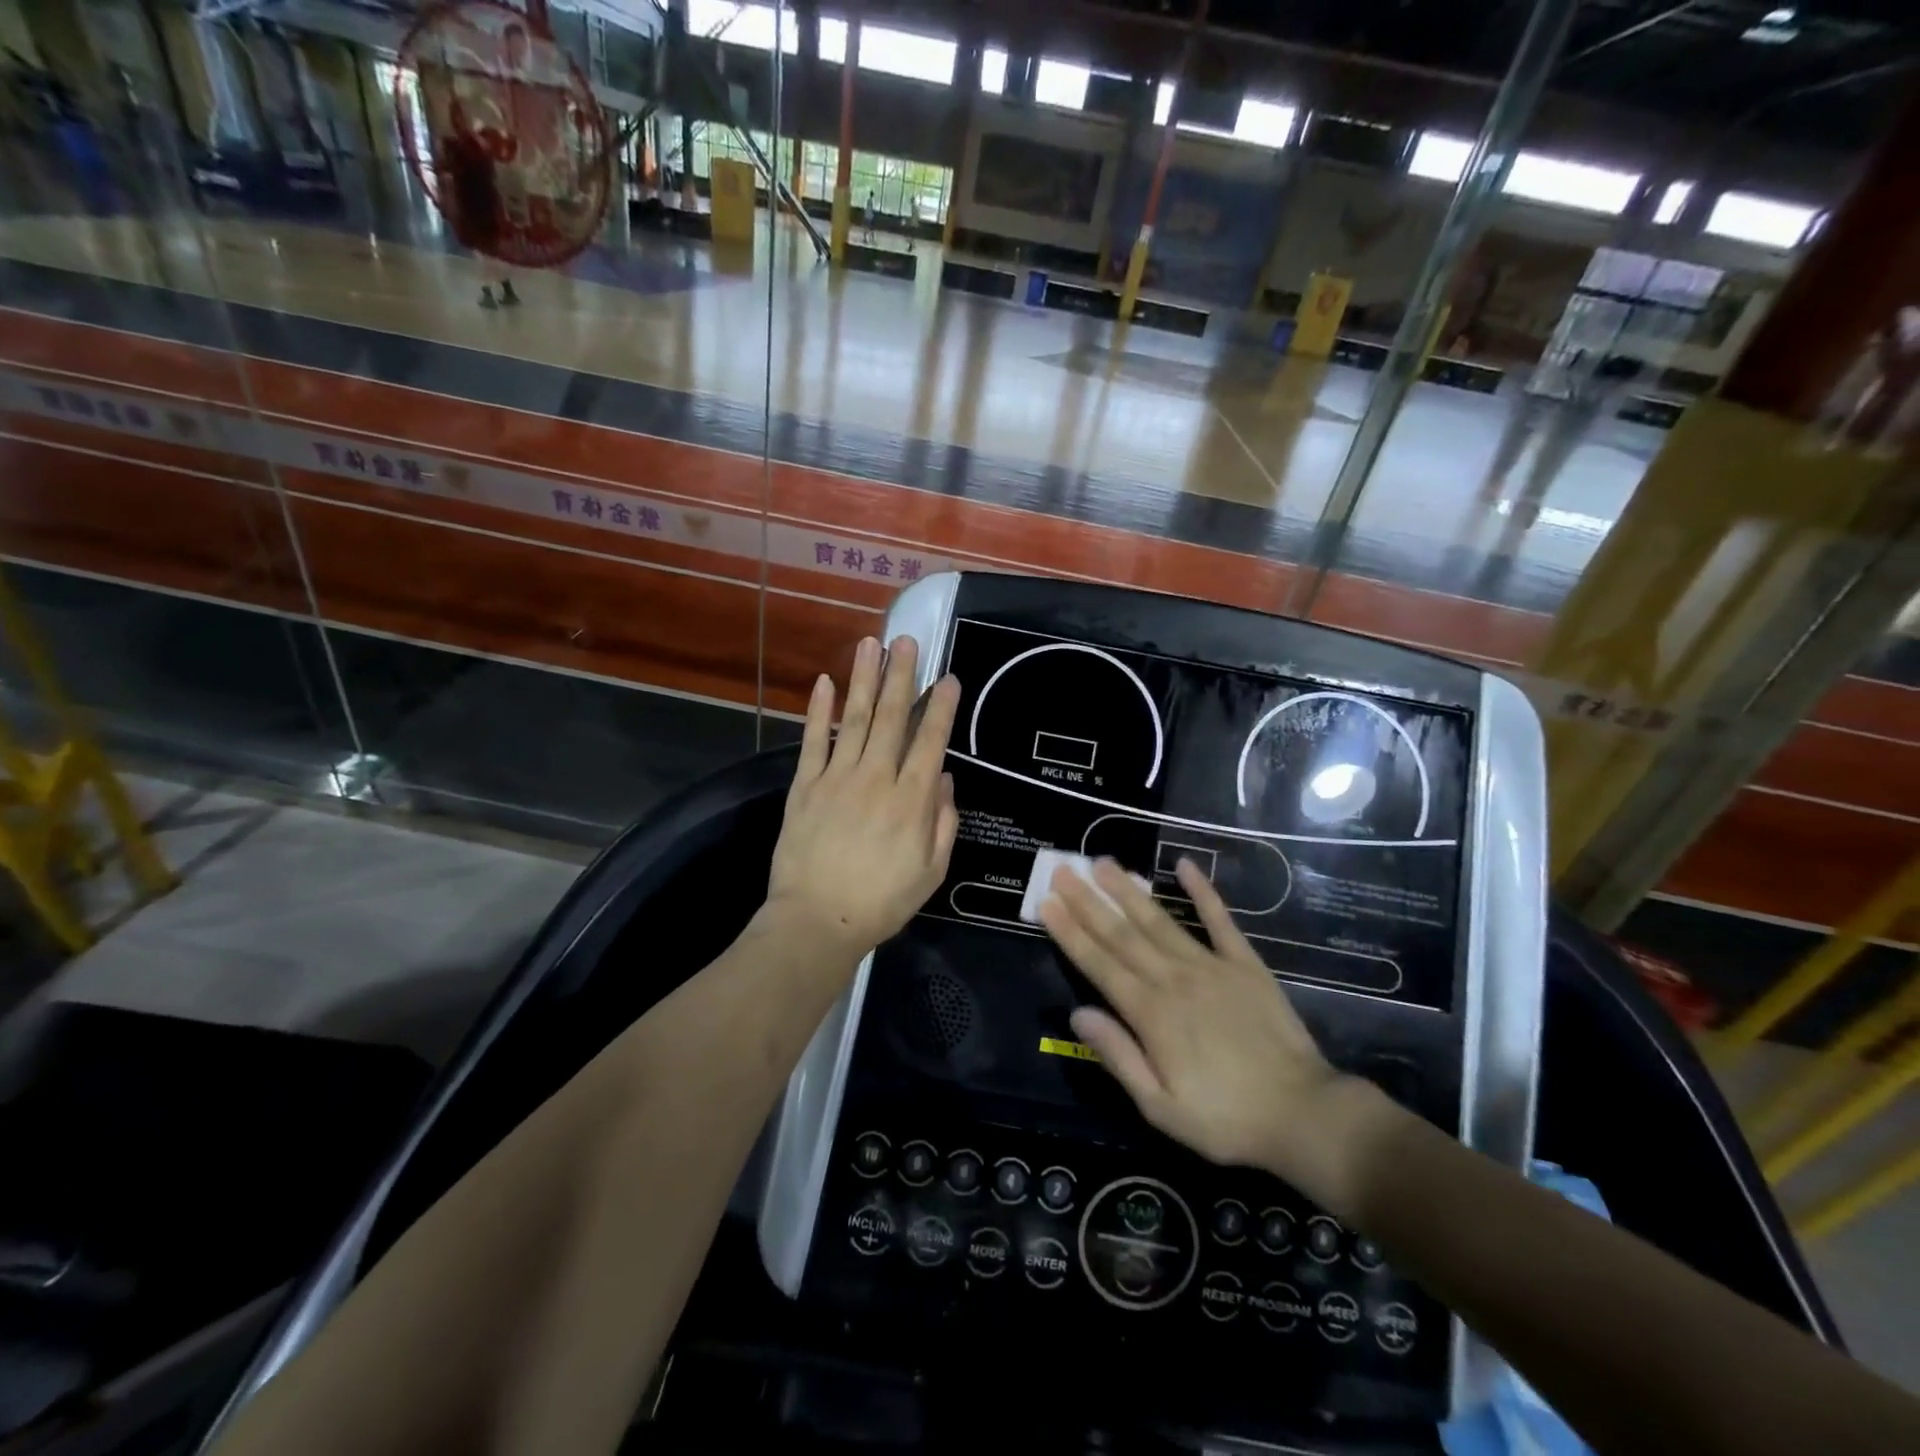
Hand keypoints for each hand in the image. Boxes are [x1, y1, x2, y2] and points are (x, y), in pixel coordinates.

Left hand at [766, 635, 959, 963]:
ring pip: (855, 719)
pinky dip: (818, 711)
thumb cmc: (881, 901)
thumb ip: (943, 823)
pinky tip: (823, 683)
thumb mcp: (931, 871)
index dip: (941, 708)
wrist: (817, 921)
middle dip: (902, 676)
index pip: (930, 742)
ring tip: (870, 643)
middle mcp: (876, 778)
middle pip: (893, 718)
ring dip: (864, 679)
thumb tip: (944, 779)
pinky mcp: (805, 786)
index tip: (949, 678)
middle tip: (907, 640)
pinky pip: (813, 741)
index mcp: (911, 800)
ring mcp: (837, 778)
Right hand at [1038, 858, 1379, 1207]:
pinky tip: (1185, 865)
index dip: (1070, 932)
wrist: (1302, 1113)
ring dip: (1129, 891)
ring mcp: (1210, 966)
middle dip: (1089, 901)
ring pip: (1160, 920)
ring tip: (1104, 863)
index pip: (1099, 964)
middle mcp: (1174, 979)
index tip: (1047, 902)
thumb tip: (1077, 1013)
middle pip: (1122, 934)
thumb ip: (1118, 1056)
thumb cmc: (1225, 1118)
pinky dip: (1203, 891)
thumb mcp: (1160, 1107)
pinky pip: (1220, 920)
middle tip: (1064, 869)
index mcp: (1151, 1014)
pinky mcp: (1244, 963)